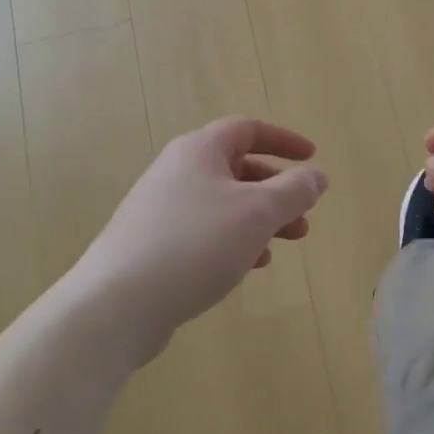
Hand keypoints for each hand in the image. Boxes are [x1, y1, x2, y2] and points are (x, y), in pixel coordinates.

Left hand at [72, 118, 327, 361]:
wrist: (117, 305)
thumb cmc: (195, 245)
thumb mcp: (257, 213)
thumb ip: (294, 190)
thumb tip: (317, 175)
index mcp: (199, 151)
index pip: (247, 129)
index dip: (284, 140)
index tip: (312, 158)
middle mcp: (176, 171)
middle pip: (236, 168)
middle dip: (276, 190)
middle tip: (303, 216)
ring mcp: (160, 209)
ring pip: (222, 203)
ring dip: (258, 219)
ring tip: (283, 245)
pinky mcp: (152, 244)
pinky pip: (203, 231)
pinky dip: (232, 240)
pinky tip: (248, 265)